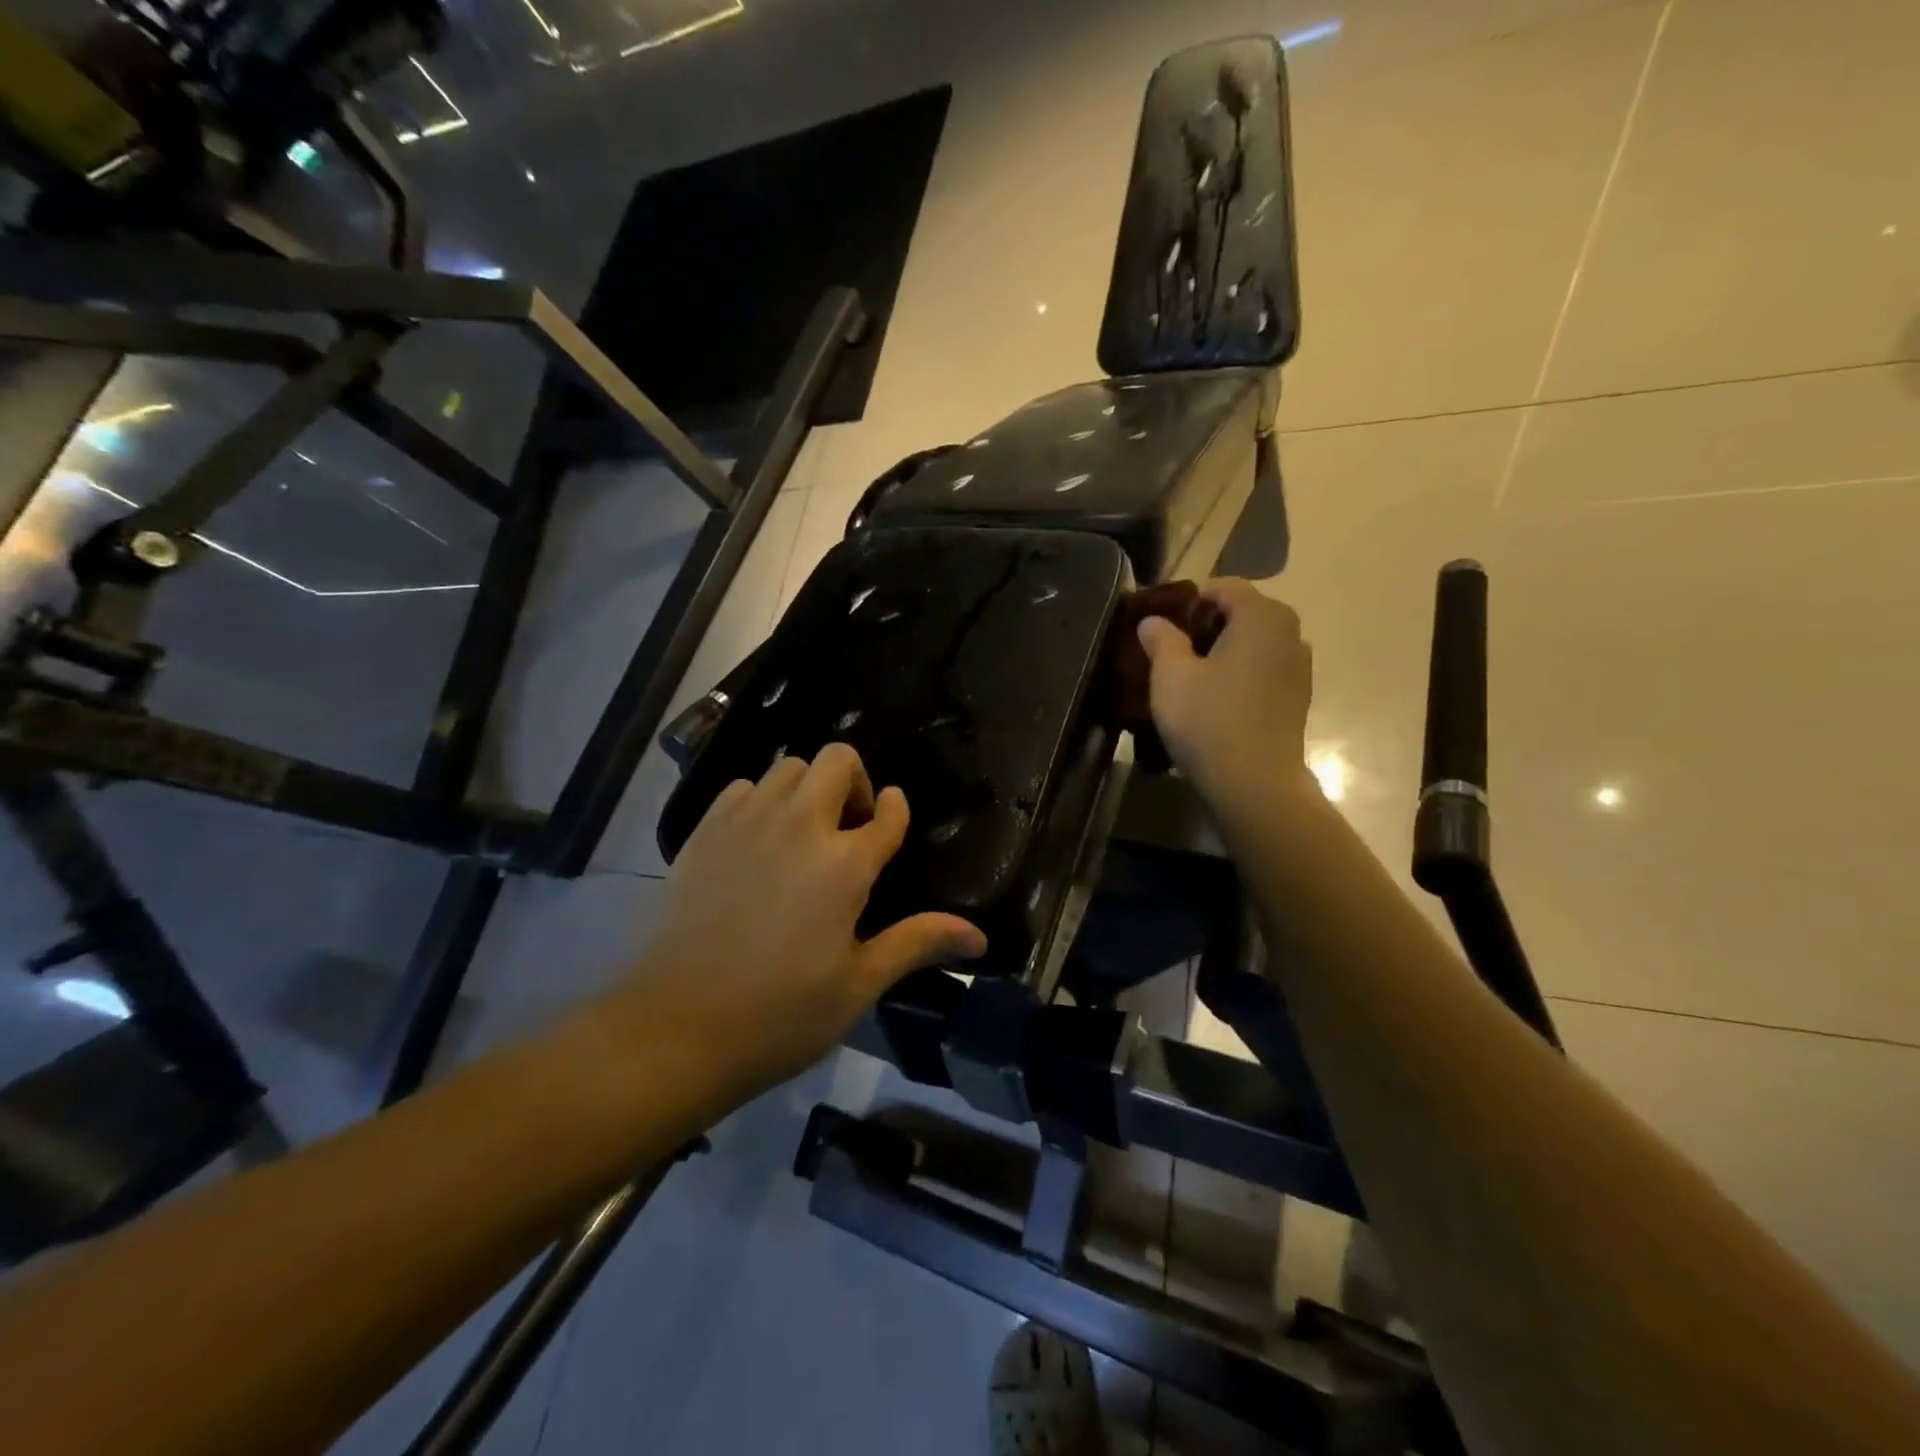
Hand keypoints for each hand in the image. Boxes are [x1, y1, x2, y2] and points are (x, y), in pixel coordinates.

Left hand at [637, 743, 986, 1096]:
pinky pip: (743, 788)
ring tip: (804, 834)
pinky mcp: (704, 832)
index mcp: (845, 864)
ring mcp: (747, 822)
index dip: (896, 809)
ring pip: (788, 766)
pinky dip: (761, 800)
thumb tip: (979, 937)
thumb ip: (917, 943)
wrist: (672, 1029)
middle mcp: (800, 826)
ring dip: (807, 788)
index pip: (888, 812)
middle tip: (850, 828)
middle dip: (854, 781)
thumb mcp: (858, 985)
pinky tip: (758, 842)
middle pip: (836, 760)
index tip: (893, 818)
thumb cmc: (778, 1015)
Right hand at [1137, 579, 1315, 805]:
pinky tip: (1216, 696)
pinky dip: (1241, 670)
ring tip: (1191, 672)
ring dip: (1225, 648)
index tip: (1161, 621)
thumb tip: (1153, 620)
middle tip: (1172, 646)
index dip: (1189, 598)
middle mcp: (1290, 632)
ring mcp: (1299, 666)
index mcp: (1261, 616)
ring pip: (1255, 641)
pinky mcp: (1298, 696)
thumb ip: (1161, 639)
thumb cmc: (1209, 721)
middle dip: (1207, 623)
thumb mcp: (1171, 676)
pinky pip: (1265, 667)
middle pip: (1243, 611)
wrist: (1255, 784)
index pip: (1223, 586)